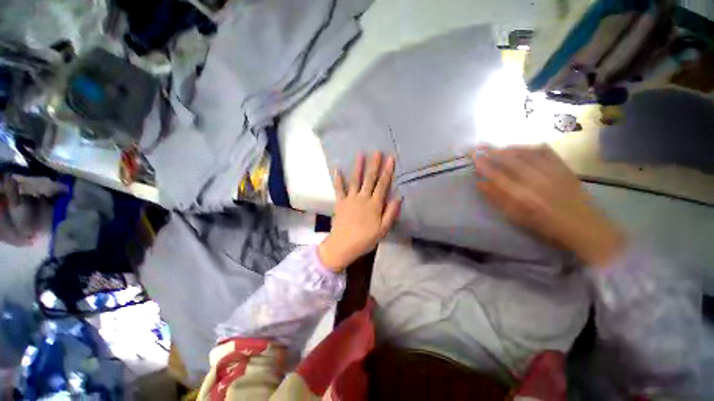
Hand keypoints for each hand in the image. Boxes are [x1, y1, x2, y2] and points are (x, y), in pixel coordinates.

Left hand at [318, 152, 401, 271]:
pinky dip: (338, 179)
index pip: (383, 184)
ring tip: (360, 154)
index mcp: (374, 204)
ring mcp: (350, 199)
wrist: (344, 245)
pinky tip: (337, 169)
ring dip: (358, 167)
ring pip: (355, 180)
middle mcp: (363, 198)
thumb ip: (391, 213)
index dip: (387, 171)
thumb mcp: (383, 229)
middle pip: (370, 179)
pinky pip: (339, 189)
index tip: (390, 159)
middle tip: (376, 152)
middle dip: (374, 165)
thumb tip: (399, 197)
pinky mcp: (340, 202)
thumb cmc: (365, 239)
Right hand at [471, 145, 625, 266]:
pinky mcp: (563, 167)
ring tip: (497, 147)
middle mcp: (535, 180)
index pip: (497, 175)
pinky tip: (523, 148)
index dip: (483, 165)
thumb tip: (480, 183)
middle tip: (479, 146)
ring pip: (526, 153)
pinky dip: (530, 147)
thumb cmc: (543, 224)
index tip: (473, 157)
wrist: (581, 224)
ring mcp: (551, 171)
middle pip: (510, 160)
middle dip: (492, 151)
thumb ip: (497, 198)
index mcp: (521, 196)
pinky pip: (545, 151)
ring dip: (508, 148)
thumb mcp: (515, 216)